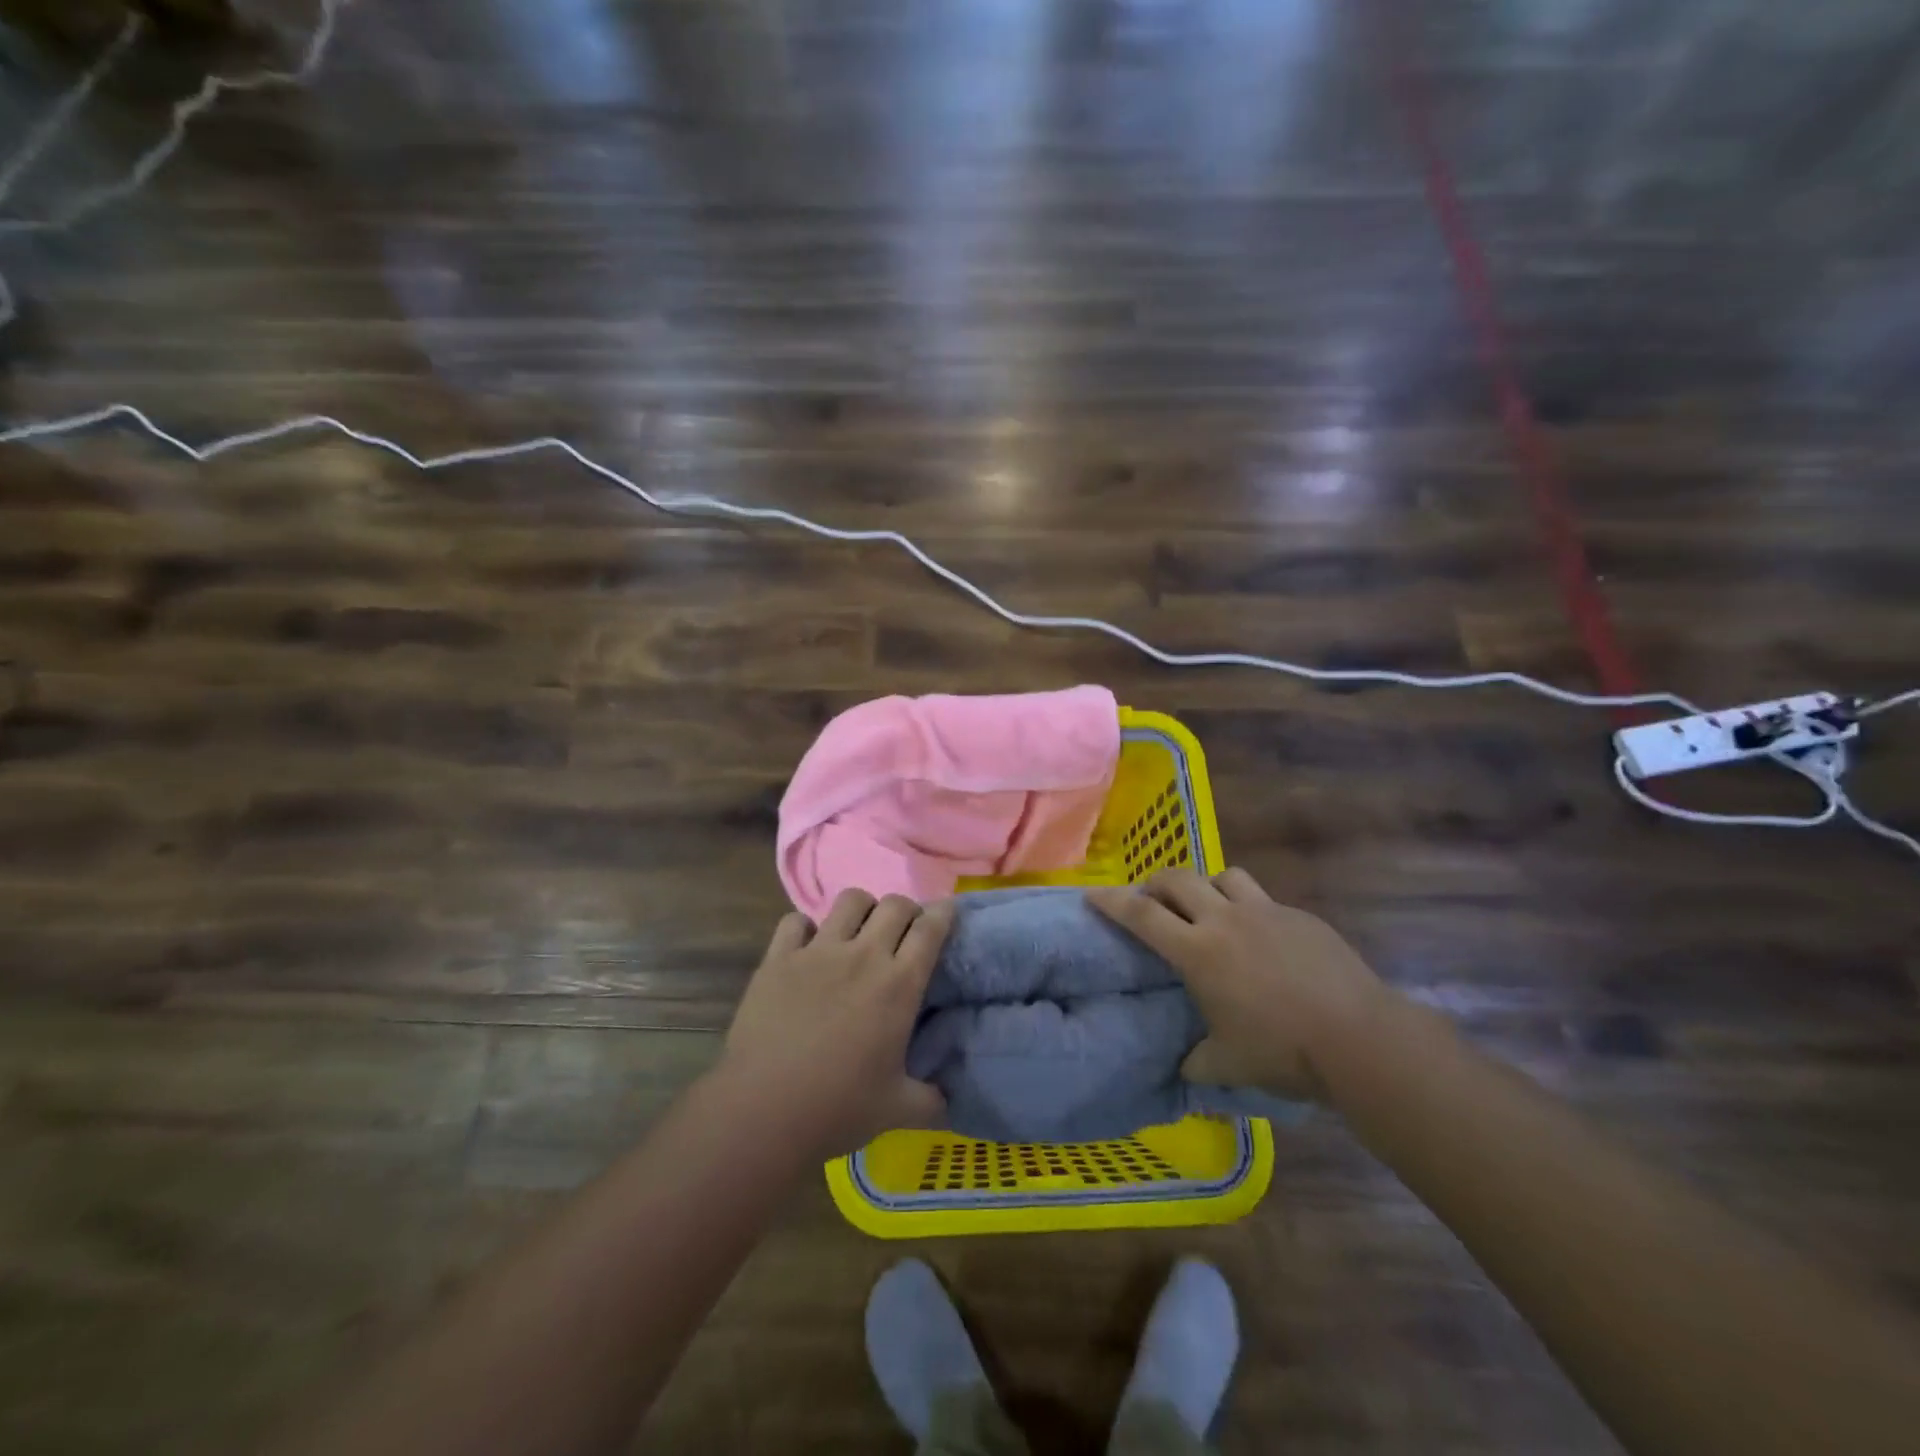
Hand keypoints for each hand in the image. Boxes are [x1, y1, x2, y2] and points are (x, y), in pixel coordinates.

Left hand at [719, 890, 952, 1155]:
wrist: (763, 1111)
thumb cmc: (837, 1109)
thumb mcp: (899, 1110)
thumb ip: (932, 1100)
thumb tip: (949, 1098)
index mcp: (899, 985)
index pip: (930, 928)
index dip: (943, 913)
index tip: (946, 914)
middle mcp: (863, 956)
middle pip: (895, 905)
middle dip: (907, 911)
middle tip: (903, 934)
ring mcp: (818, 952)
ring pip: (850, 900)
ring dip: (863, 910)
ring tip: (859, 932)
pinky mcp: (778, 958)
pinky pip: (796, 921)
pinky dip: (805, 928)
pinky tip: (807, 948)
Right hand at [1088, 868, 1392, 1099]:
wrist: (1360, 1038)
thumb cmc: (1283, 1051)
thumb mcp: (1229, 1065)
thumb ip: (1197, 1062)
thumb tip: (1183, 1068)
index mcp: (1198, 951)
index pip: (1142, 915)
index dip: (1112, 901)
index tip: (1092, 894)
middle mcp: (1225, 920)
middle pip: (1178, 879)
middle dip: (1156, 883)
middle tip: (1151, 899)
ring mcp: (1266, 912)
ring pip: (1224, 877)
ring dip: (1207, 886)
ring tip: (1209, 908)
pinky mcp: (1300, 917)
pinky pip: (1264, 899)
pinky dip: (1250, 909)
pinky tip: (1262, 938)